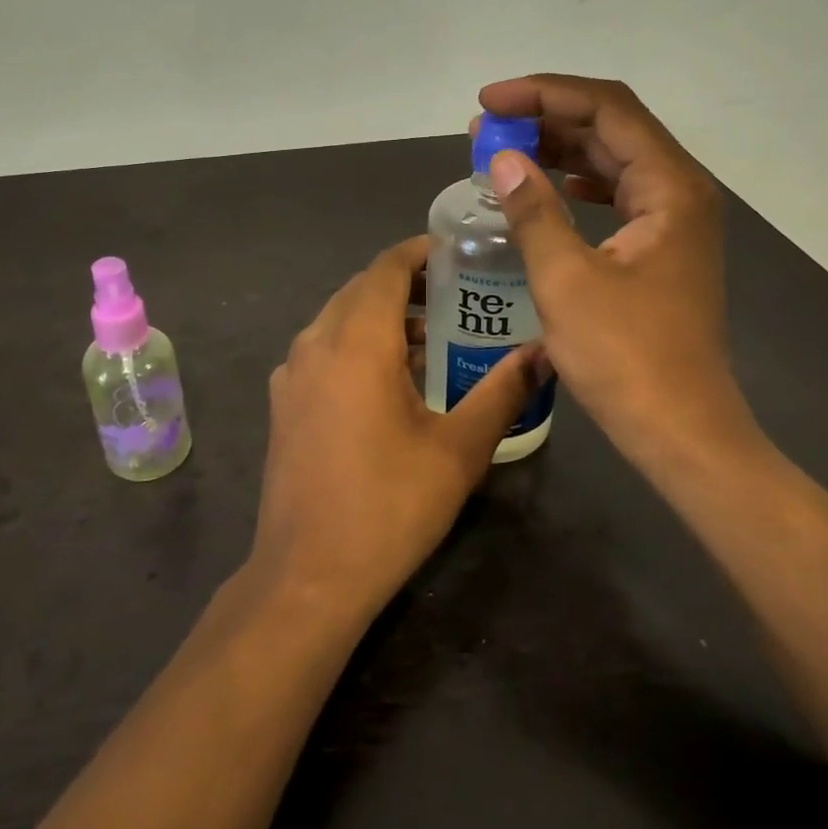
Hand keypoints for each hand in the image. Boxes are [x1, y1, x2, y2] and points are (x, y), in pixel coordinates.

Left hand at [249, 236, 546, 619]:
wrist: (307, 576)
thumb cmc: (389, 507)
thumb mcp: (458, 449)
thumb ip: (502, 392)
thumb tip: (544, 353)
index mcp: (356, 341)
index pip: (385, 268)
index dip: (420, 252)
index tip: (458, 255)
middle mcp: (315, 343)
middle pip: (360, 288)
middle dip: (405, 283)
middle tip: (455, 296)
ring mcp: (291, 374)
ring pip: (338, 318)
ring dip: (380, 315)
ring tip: (429, 339)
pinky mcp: (283, 403)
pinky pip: (322, 349)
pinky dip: (355, 343)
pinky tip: (386, 381)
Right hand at [476, 74, 754, 468]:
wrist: (680, 431)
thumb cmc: (626, 358)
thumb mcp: (566, 279)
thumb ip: (533, 210)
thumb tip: (501, 158)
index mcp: (670, 186)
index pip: (606, 109)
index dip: (544, 94)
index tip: (489, 103)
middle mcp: (682, 191)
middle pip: (613, 127)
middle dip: (546, 119)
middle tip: (485, 129)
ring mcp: (675, 222)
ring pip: (614, 160)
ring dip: (559, 149)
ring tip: (502, 152)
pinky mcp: (662, 249)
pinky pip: (617, 194)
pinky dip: (577, 182)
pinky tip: (547, 187)